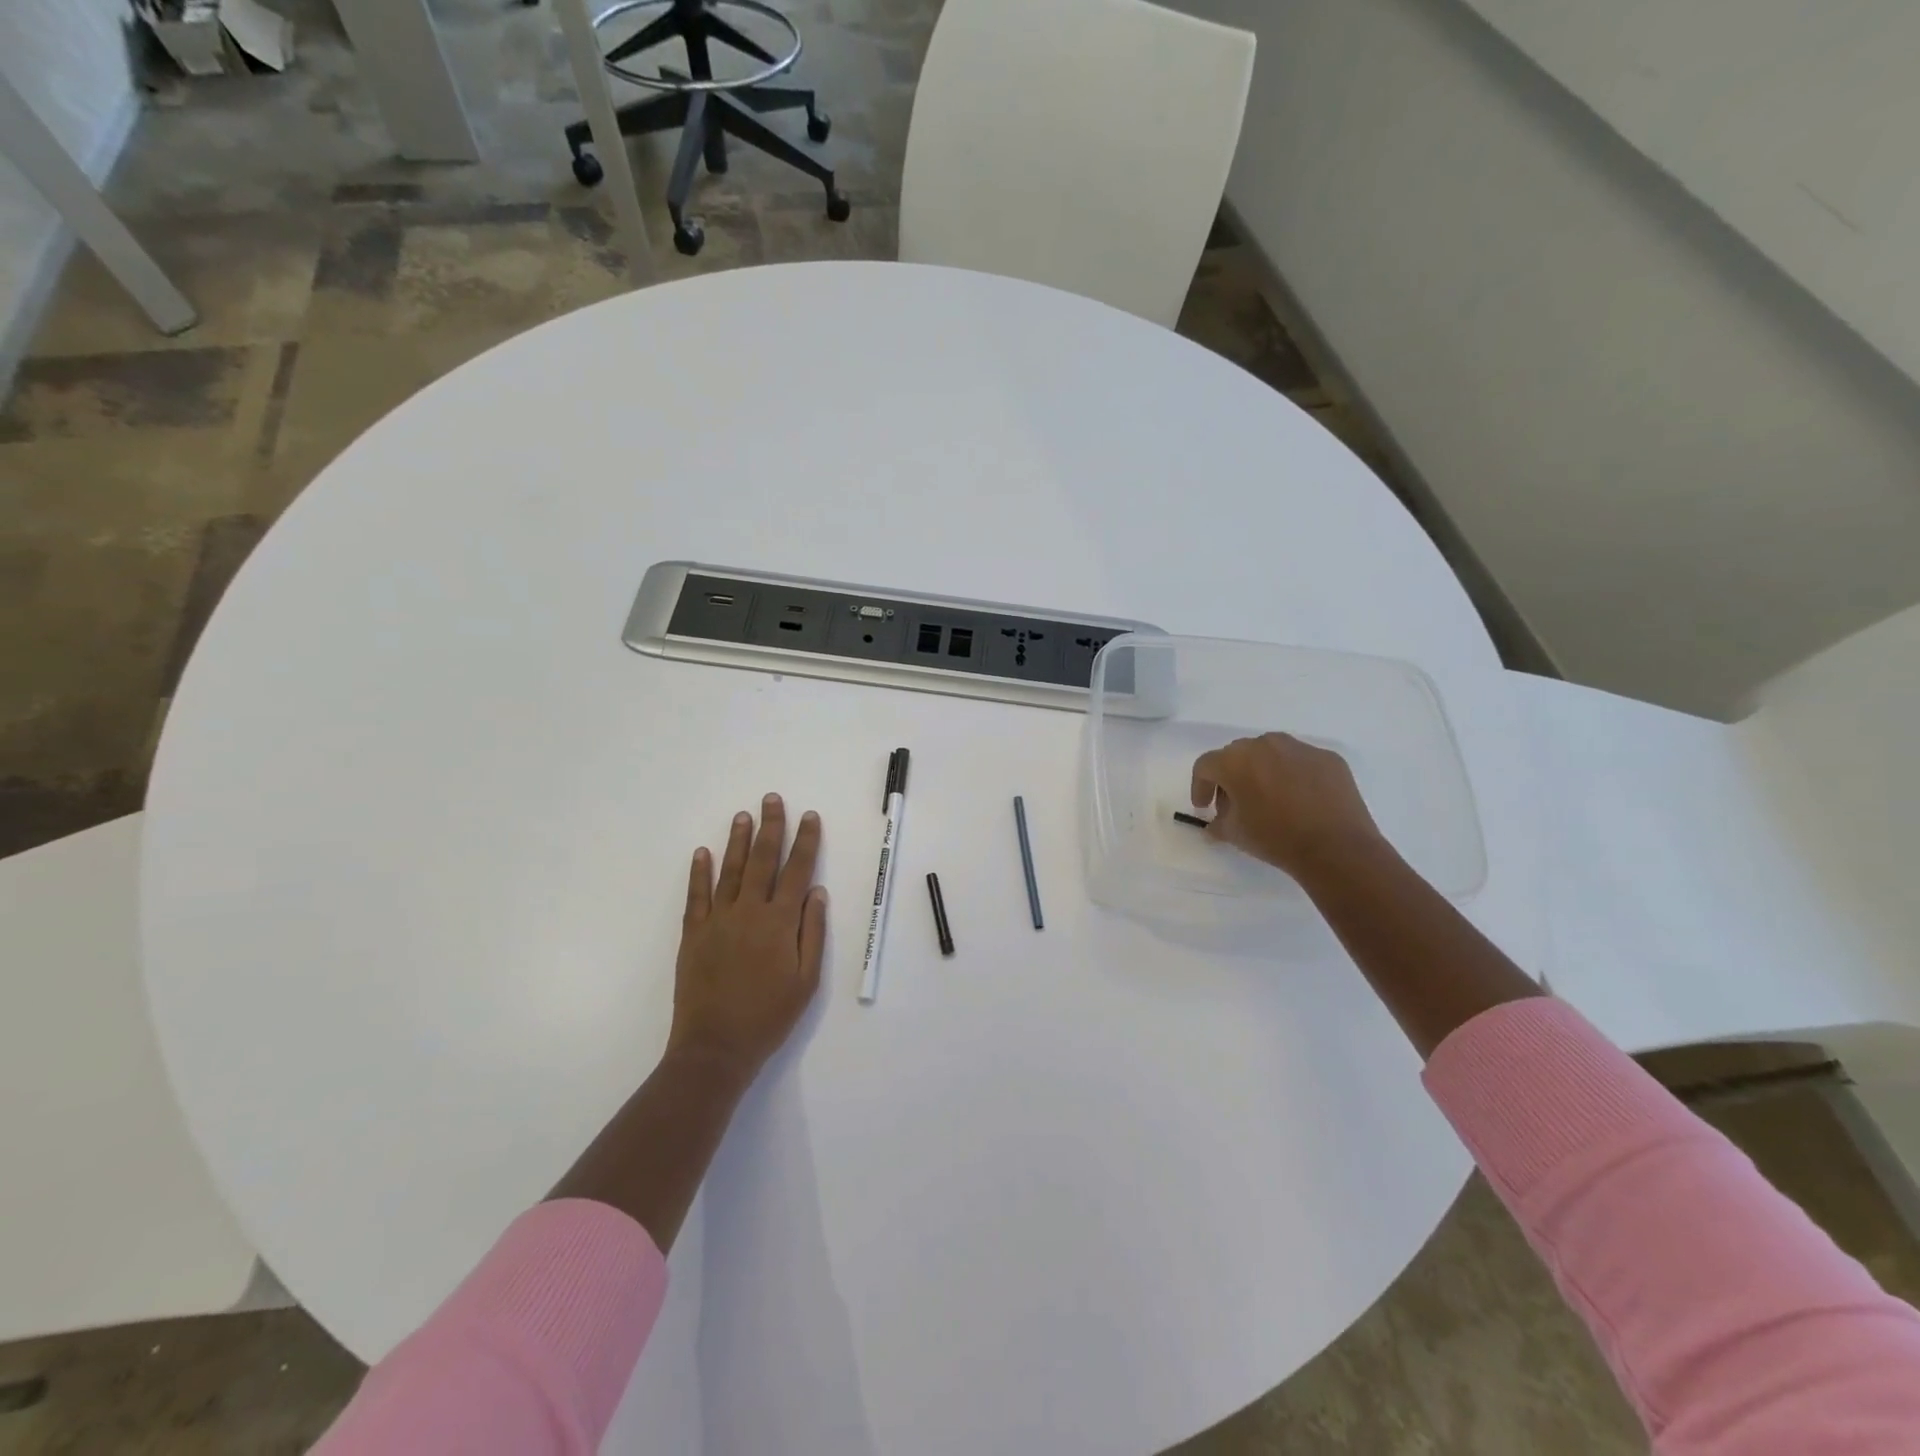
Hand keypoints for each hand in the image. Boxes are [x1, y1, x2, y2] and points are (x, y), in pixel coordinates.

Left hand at [668, 794, 827, 1085]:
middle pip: (763, 860)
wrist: (716, 1047)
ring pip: (730, 870)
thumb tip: (816, 891)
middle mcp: (749, 911)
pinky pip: (696, 895)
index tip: (809, 816)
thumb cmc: (769, 1016)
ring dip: (738, 841)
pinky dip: (699, 872)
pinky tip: (702, 852)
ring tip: (743, 815)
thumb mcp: (806, 980)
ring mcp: (717, 920)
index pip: (797, 870)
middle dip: (770, 827)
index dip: (805, 841)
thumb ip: (812, 932)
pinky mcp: (693, 934)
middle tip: (771, 799)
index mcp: (780, 922)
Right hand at [1190, 733, 1384, 879]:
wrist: (1336, 848)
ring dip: (1262, 771)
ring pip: (1270, 753)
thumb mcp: (1235, 835)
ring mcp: (1299, 748)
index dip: (1200, 786)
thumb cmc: (1276, 838)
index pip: (1206, 765)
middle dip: (1231, 777)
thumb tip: (1215, 824)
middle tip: (1235, 803)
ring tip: (1269, 798)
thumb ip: (1217, 823)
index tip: (1204, 808)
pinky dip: (1293, 775)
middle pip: (1237, 755)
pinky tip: (1300, 800)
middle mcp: (1265, 745)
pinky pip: (1300, 762)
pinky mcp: (1328, 758)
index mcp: (1236, 761)